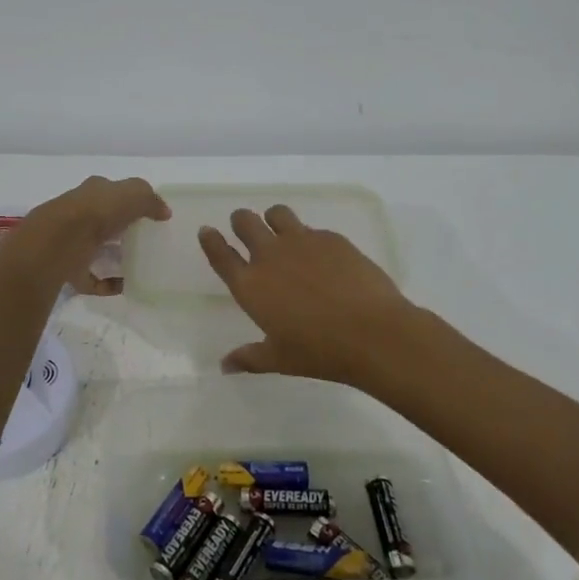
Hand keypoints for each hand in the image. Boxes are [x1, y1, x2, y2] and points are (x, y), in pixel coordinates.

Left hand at [0, 176, 170, 293]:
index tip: (148, 215)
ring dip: (112, 256)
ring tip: (138, 265)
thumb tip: (164, 212)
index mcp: (92, 192)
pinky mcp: (68, 269)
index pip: (111, 192)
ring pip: (94, 249)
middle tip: (145, 241)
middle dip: (120, 229)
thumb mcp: (133, 194)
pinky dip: (107, 284)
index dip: (129, 200)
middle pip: (102, 220)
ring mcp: (71, 243)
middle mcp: (79, 214)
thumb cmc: (98, 211)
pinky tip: (124, 286)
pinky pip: (91, 279)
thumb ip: (150, 200)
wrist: (59, 241)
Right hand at [198, 205, 421, 386]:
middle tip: (246, 229)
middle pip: (245, 222)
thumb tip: (224, 365)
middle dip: (241, 222)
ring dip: (273, 219)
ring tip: (282, 232)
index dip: (210, 240)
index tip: (206, 230)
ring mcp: (302, 242)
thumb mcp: (279, 359)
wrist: (372, 333)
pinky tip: (324, 258)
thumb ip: (249, 358)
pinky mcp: (331, 238)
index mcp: (250, 285)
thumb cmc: (319, 352)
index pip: (220, 255)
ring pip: (277, 213)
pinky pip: (312, 228)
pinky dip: (309, 238)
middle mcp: (270, 256)